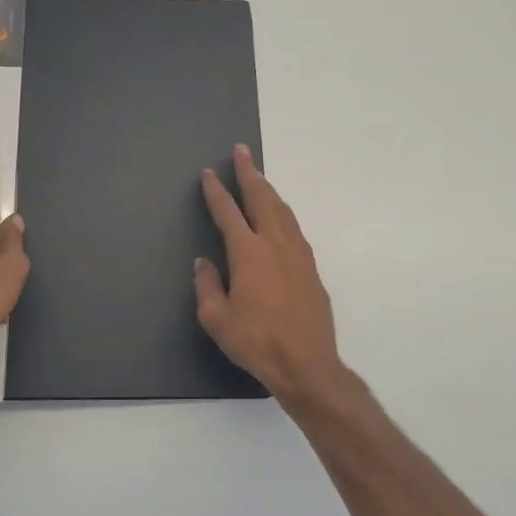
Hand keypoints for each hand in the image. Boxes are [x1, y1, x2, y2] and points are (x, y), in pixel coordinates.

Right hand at [195, 145, 344, 403]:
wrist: (307, 364)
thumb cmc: (256, 342)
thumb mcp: (216, 319)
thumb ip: (207, 285)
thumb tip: (204, 263)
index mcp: (249, 253)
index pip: (228, 212)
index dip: (216, 191)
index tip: (208, 174)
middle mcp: (275, 244)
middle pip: (261, 198)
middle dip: (249, 173)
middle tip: (241, 151)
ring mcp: (298, 254)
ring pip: (282, 210)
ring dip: (268, 190)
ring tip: (258, 177)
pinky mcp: (311, 268)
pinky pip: (294, 228)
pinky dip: (282, 212)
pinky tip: (278, 216)